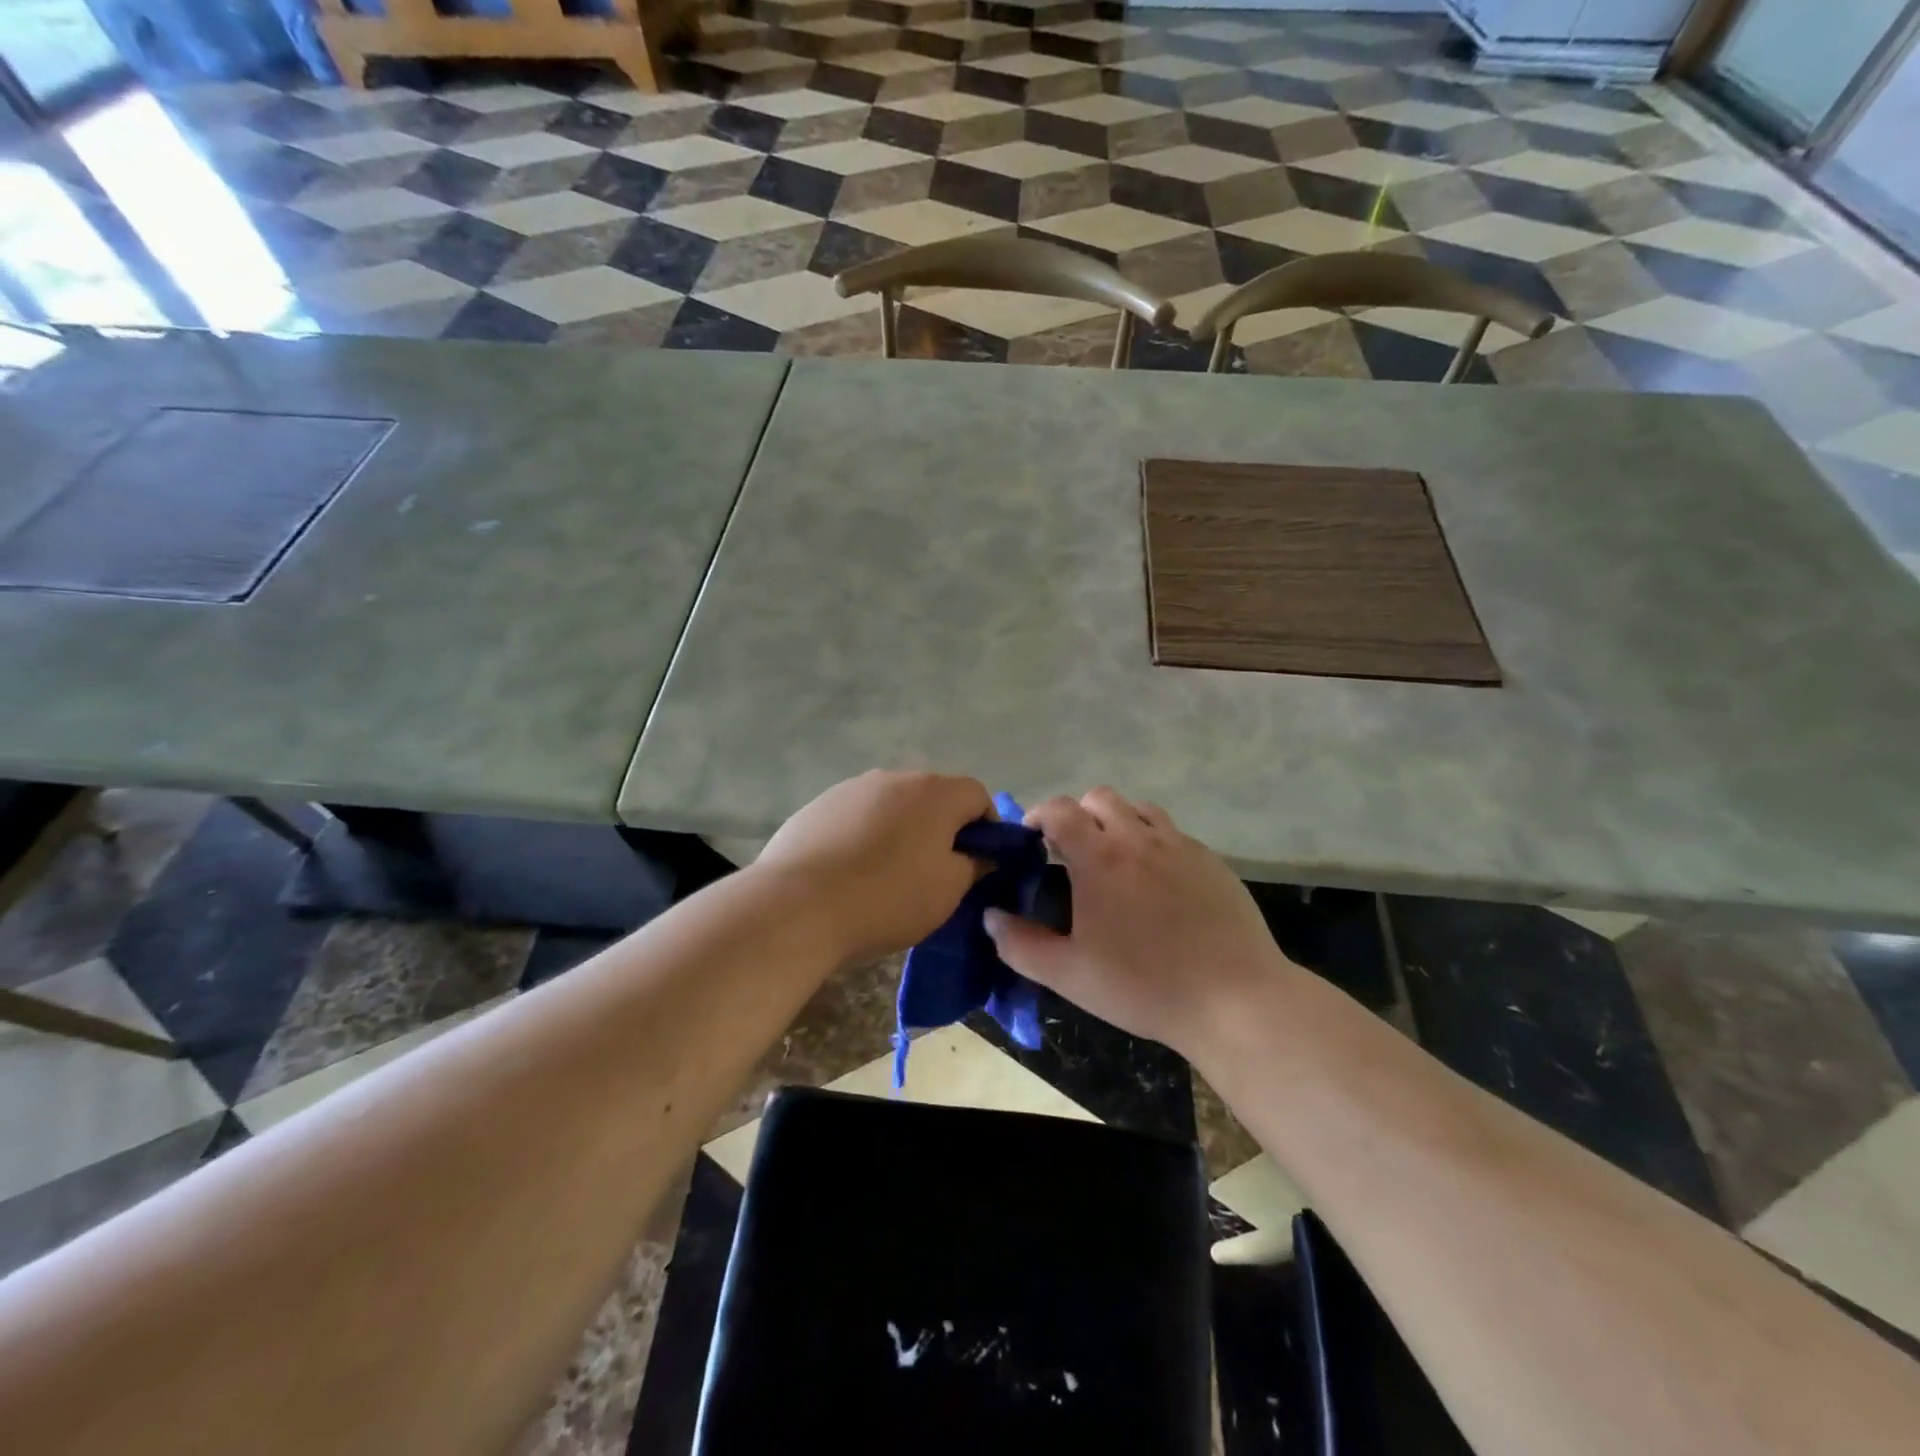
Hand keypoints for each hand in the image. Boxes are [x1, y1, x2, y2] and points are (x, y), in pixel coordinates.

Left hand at [756, 770, 992, 960]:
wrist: (797, 905)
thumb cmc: (887, 897)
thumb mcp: (948, 891)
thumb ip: (974, 864)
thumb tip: (980, 853)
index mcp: (934, 791)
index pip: (977, 795)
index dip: (986, 829)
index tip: (976, 864)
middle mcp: (893, 777)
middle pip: (932, 798)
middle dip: (940, 829)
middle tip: (933, 873)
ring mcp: (851, 788)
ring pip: (892, 806)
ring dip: (900, 831)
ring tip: (886, 875)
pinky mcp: (817, 806)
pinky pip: (856, 817)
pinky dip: (863, 837)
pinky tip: (849, 873)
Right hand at [983, 788, 1297, 1055]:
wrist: (1235, 1000)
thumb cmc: (1144, 986)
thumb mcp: (1069, 975)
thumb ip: (1020, 944)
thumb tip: (991, 917)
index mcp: (1100, 858)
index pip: (1060, 810)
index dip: (1038, 815)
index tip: (1031, 838)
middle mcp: (1139, 838)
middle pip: (1100, 798)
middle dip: (1078, 815)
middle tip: (1072, 852)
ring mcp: (1181, 846)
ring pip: (1140, 809)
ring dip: (1118, 822)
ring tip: (1115, 860)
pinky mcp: (1212, 860)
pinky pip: (1173, 834)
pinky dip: (1154, 842)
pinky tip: (1158, 883)